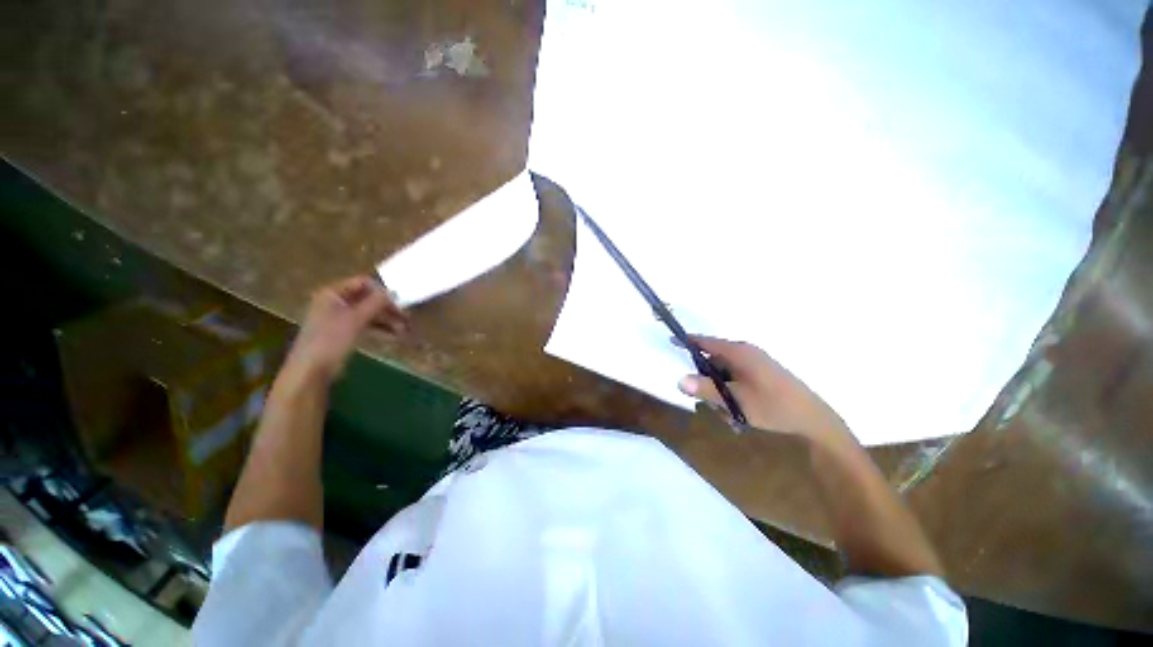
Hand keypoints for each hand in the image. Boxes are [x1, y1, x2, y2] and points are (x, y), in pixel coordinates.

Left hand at [284, 275, 407, 382]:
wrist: (312, 369)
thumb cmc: (331, 339)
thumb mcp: (356, 318)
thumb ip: (376, 303)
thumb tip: (394, 292)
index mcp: (333, 293)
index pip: (363, 283)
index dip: (382, 291)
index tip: (399, 303)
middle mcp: (335, 302)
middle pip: (367, 299)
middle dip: (387, 308)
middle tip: (406, 317)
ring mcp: (339, 317)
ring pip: (368, 313)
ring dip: (386, 319)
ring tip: (402, 330)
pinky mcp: (343, 332)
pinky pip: (365, 324)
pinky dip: (379, 328)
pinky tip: (393, 335)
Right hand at [678, 335, 852, 444]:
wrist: (814, 421)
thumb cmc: (773, 406)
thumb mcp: (735, 400)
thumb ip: (706, 389)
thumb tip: (680, 380)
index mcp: (739, 352)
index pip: (705, 342)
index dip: (687, 341)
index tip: (670, 341)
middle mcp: (746, 354)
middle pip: (713, 362)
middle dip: (707, 383)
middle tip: (711, 405)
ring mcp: (755, 365)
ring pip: (724, 376)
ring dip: (721, 395)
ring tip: (730, 417)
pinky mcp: (761, 377)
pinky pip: (736, 382)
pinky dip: (732, 397)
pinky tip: (739, 417)